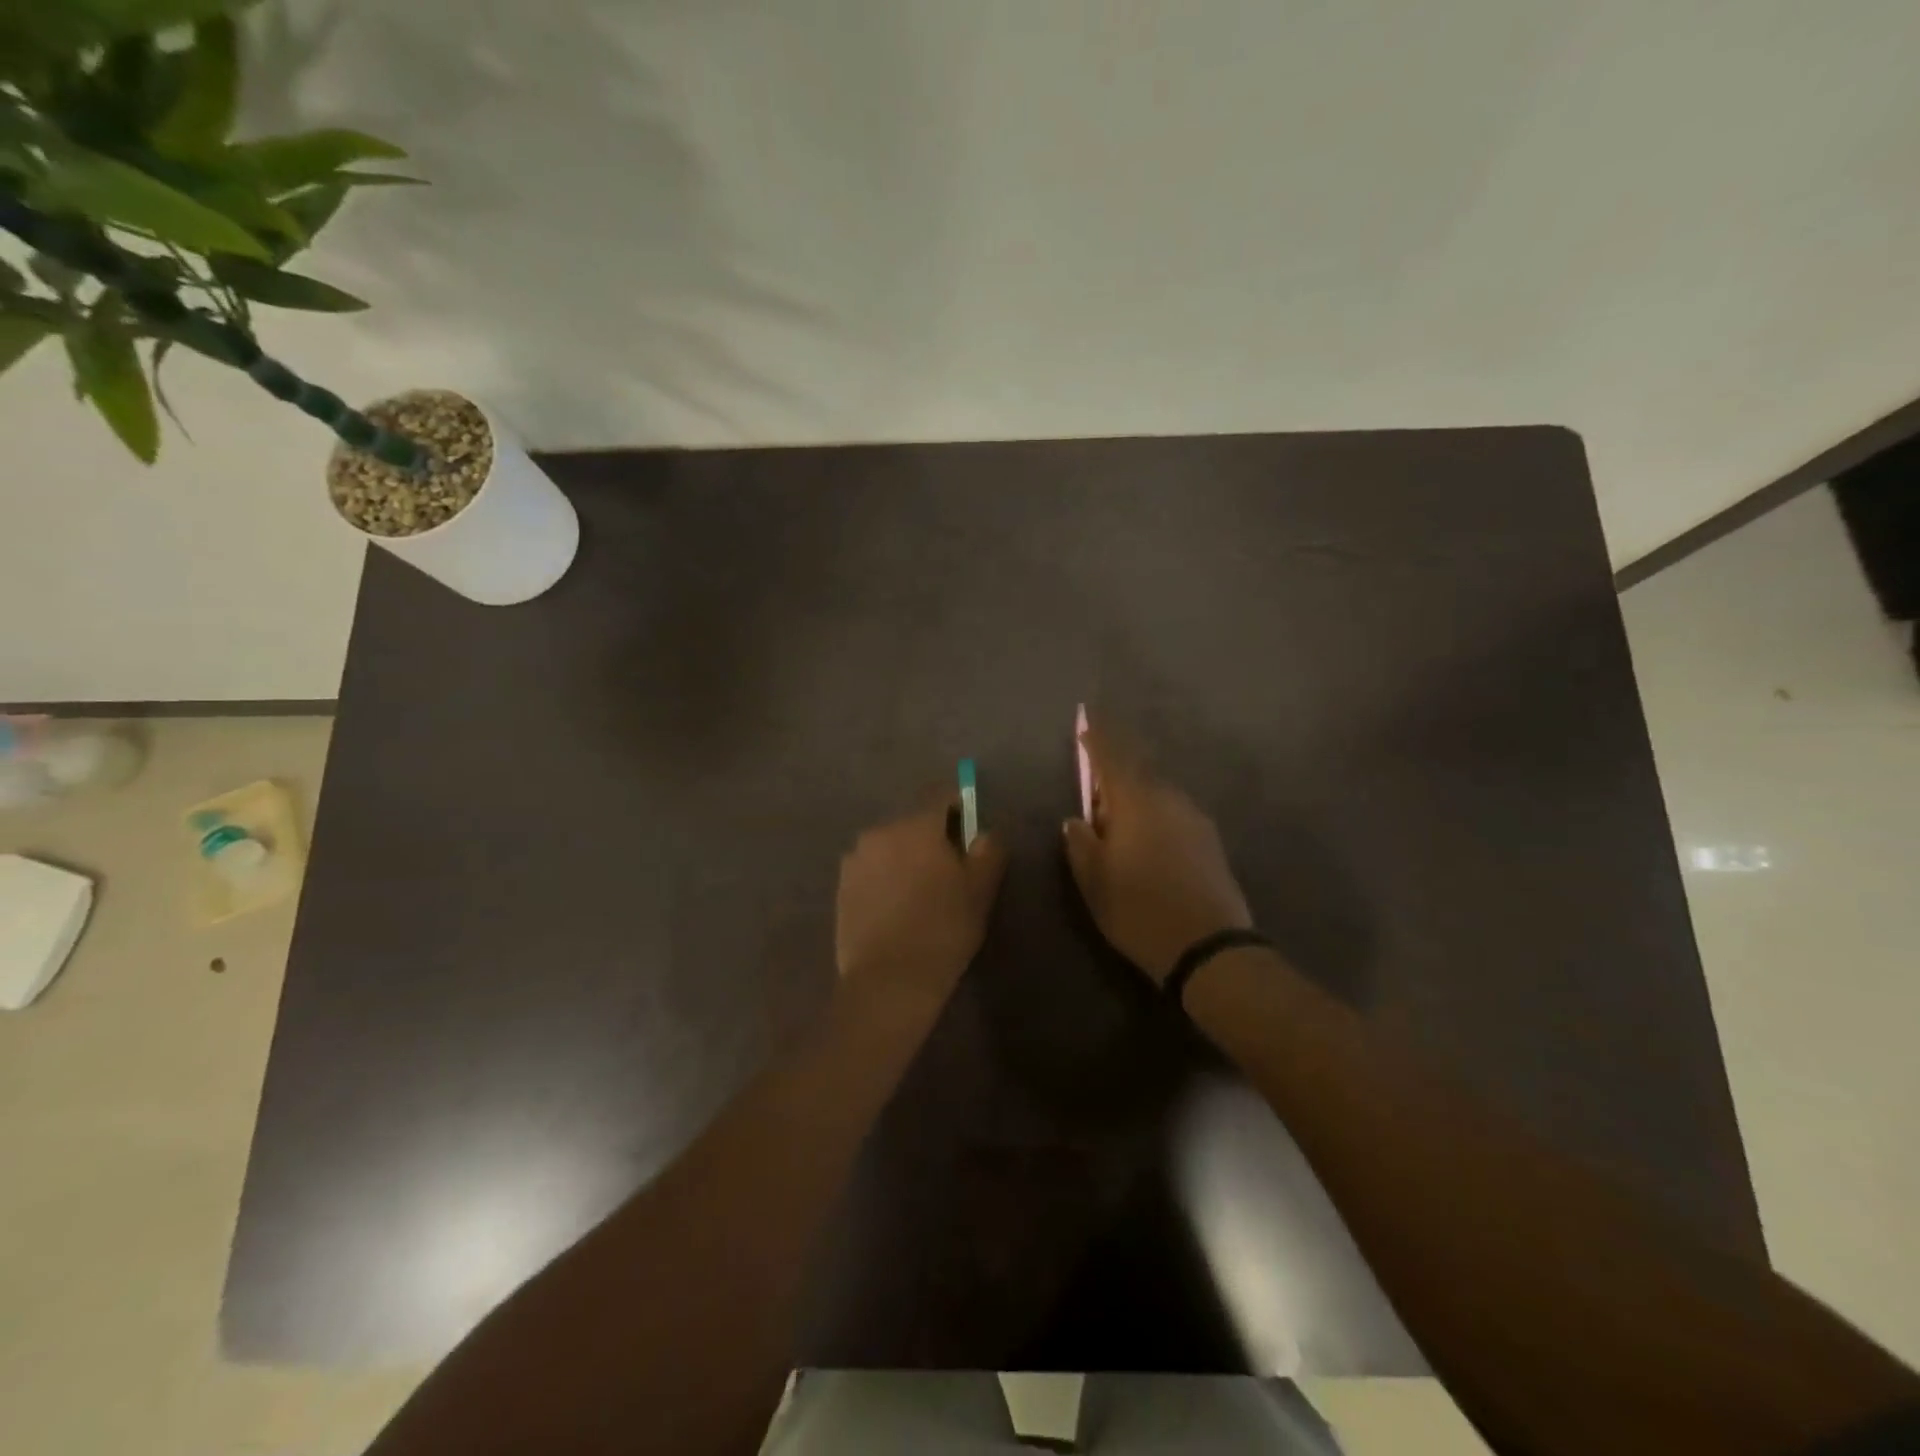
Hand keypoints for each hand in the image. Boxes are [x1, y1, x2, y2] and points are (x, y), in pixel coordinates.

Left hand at [835, 798, 1006, 1007]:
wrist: (888, 981)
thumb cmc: (942, 930)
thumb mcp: (980, 891)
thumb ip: (988, 852)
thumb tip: (985, 833)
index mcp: (917, 826)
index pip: (940, 796)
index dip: (958, 807)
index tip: (968, 830)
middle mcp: (881, 832)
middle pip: (913, 824)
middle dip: (930, 838)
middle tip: (948, 871)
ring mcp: (856, 859)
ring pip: (890, 847)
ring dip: (905, 858)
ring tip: (919, 894)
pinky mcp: (842, 887)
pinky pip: (871, 870)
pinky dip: (885, 879)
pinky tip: (896, 909)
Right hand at [1063, 719, 1252, 983]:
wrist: (1209, 948)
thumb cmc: (1139, 910)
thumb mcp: (1094, 881)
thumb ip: (1081, 843)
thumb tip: (1077, 819)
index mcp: (1136, 803)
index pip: (1112, 757)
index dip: (1098, 738)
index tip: (1086, 721)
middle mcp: (1169, 800)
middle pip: (1138, 774)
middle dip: (1115, 776)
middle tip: (1095, 797)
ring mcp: (1195, 819)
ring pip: (1157, 796)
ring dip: (1136, 800)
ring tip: (1119, 828)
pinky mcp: (1210, 841)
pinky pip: (1174, 815)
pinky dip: (1155, 818)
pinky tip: (1148, 845)